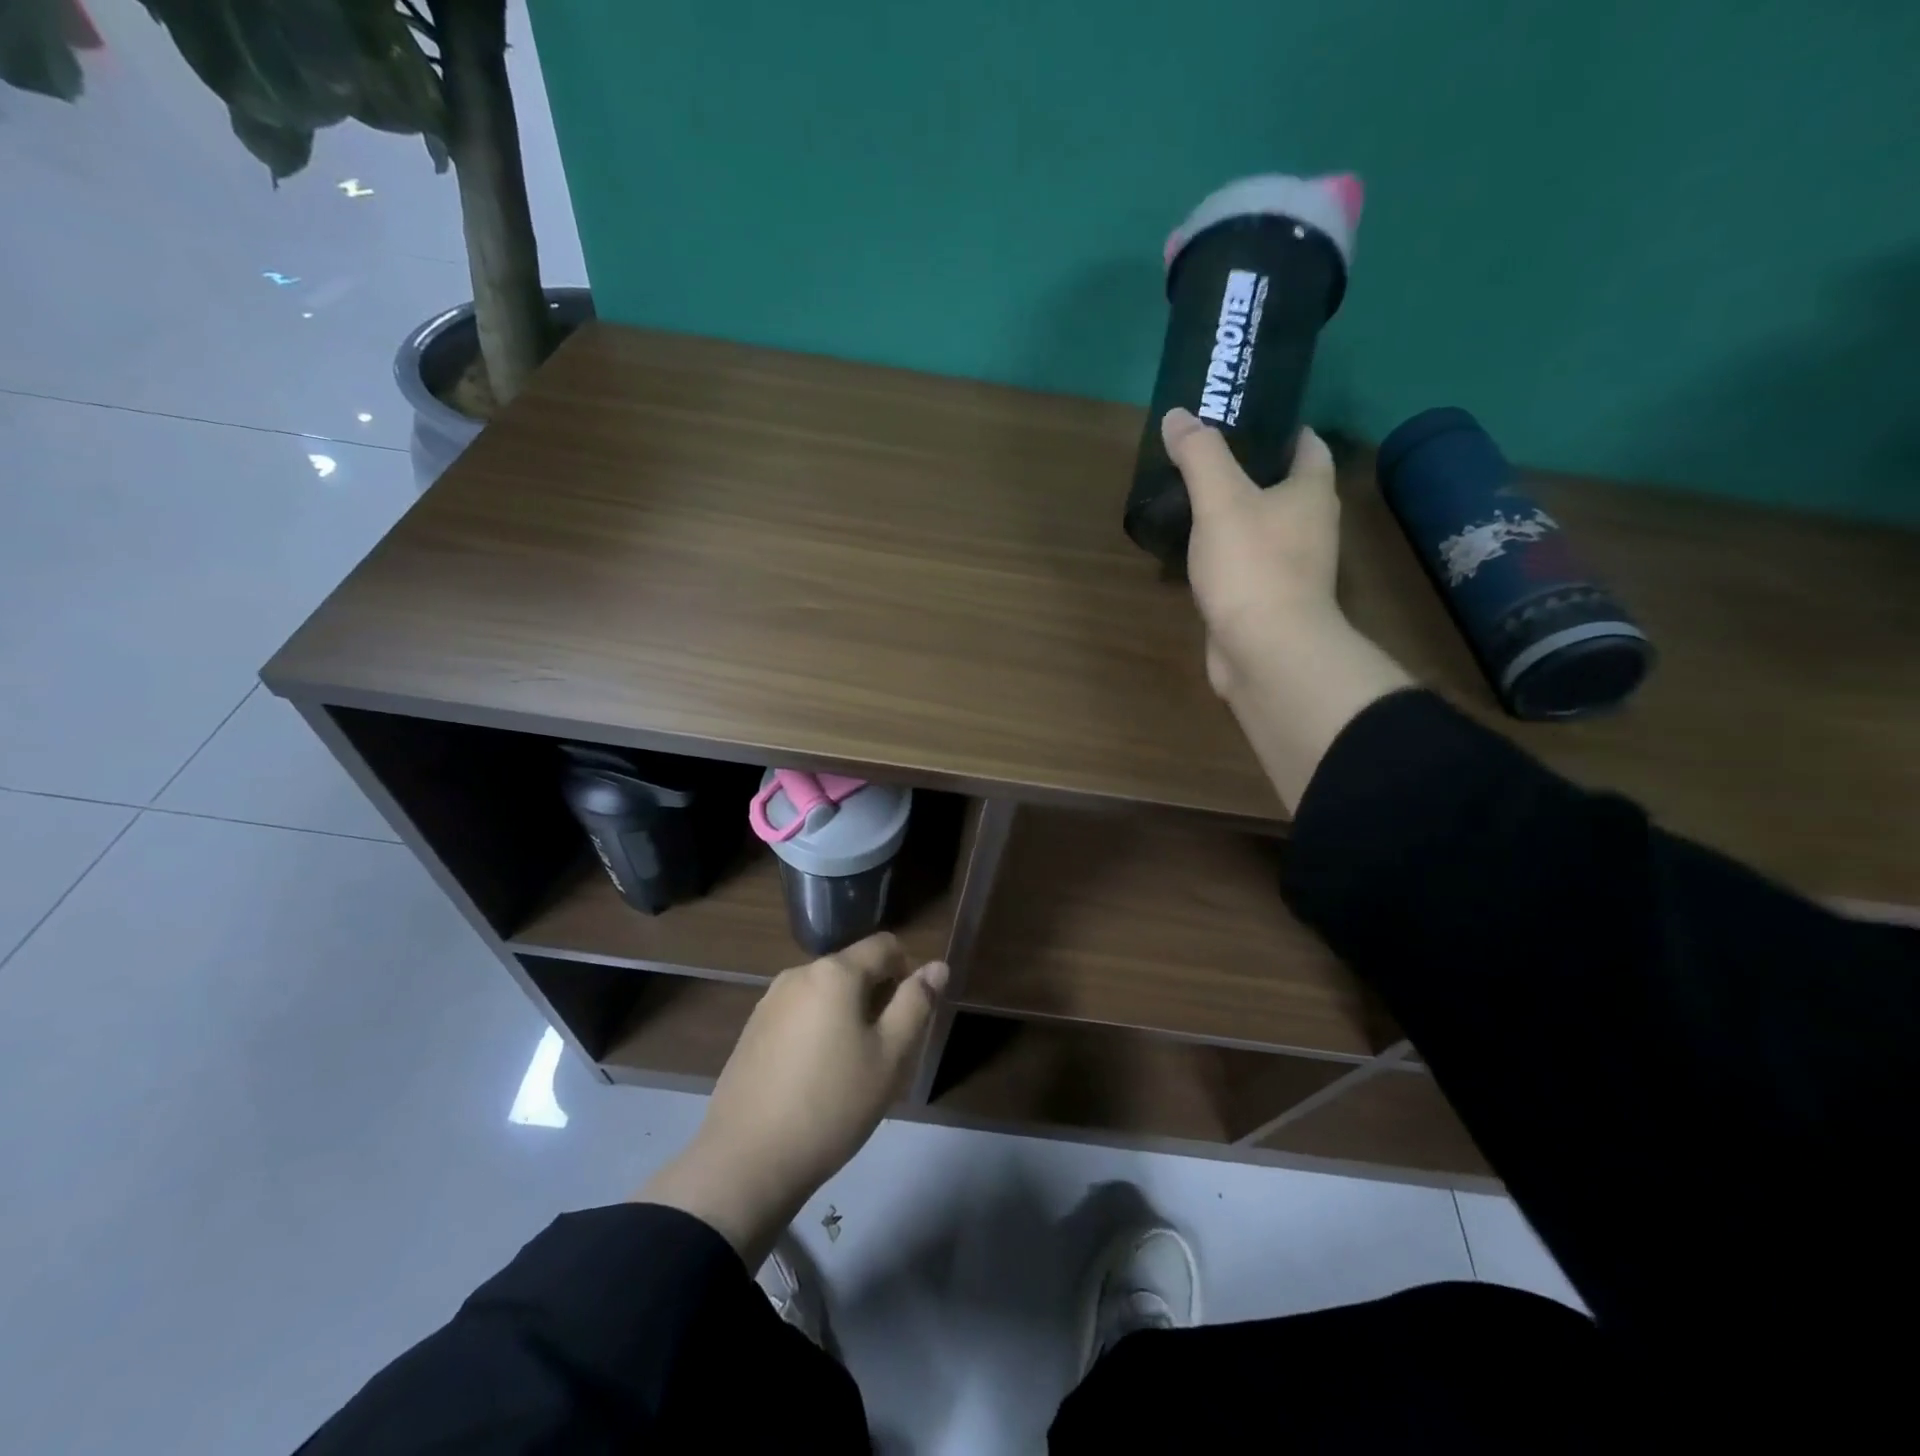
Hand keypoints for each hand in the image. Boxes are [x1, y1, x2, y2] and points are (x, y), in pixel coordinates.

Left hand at [635, 934, 947, 1265]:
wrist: (746, 1161)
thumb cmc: (832, 1105)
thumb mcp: (890, 1057)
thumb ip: (916, 1003)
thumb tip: (937, 967)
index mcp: (835, 972)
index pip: (885, 945)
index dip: (908, 970)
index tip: (909, 1015)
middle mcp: (798, 974)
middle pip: (853, 968)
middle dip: (876, 997)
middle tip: (884, 1052)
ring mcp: (769, 1001)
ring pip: (825, 993)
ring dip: (846, 1015)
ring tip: (849, 1070)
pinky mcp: (751, 1030)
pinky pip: (799, 1014)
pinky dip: (817, 1031)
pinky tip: (814, 1080)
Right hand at [1164, 408, 1342, 695]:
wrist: (1266, 652)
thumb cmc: (1253, 566)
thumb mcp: (1221, 499)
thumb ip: (1200, 455)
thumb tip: (1178, 415)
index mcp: (1311, 493)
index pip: (1307, 445)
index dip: (1281, 427)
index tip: (1243, 417)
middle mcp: (1310, 527)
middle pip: (1283, 487)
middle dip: (1249, 471)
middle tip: (1203, 457)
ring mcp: (1290, 569)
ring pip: (1261, 529)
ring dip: (1233, 516)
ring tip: (1190, 500)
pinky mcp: (1265, 601)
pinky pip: (1244, 566)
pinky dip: (1222, 555)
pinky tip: (1191, 552)